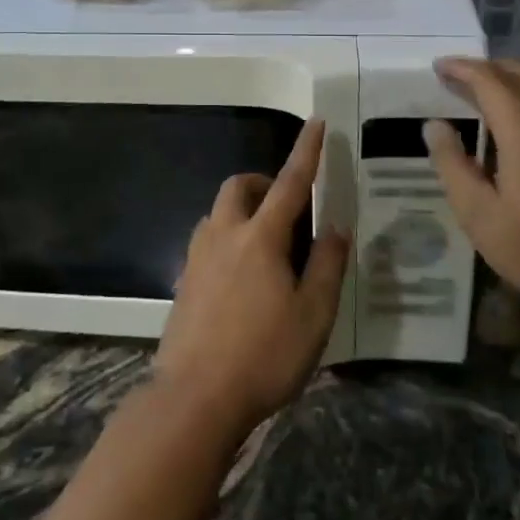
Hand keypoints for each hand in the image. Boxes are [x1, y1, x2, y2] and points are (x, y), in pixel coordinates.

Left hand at [153, 119, 349, 442]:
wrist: (194, 397)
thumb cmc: (264, 355)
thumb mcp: (313, 315)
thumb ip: (326, 264)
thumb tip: (335, 225)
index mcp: (261, 237)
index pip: (289, 182)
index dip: (306, 151)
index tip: (316, 122)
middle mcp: (224, 235)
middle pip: (239, 187)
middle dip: (263, 182)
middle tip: (287, 206)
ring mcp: (198, 256)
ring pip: (218, 212)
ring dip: (243, 210)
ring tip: (267, 243)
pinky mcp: (184, 280)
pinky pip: (207, 240)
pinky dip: (228, 237)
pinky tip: (241, 275)